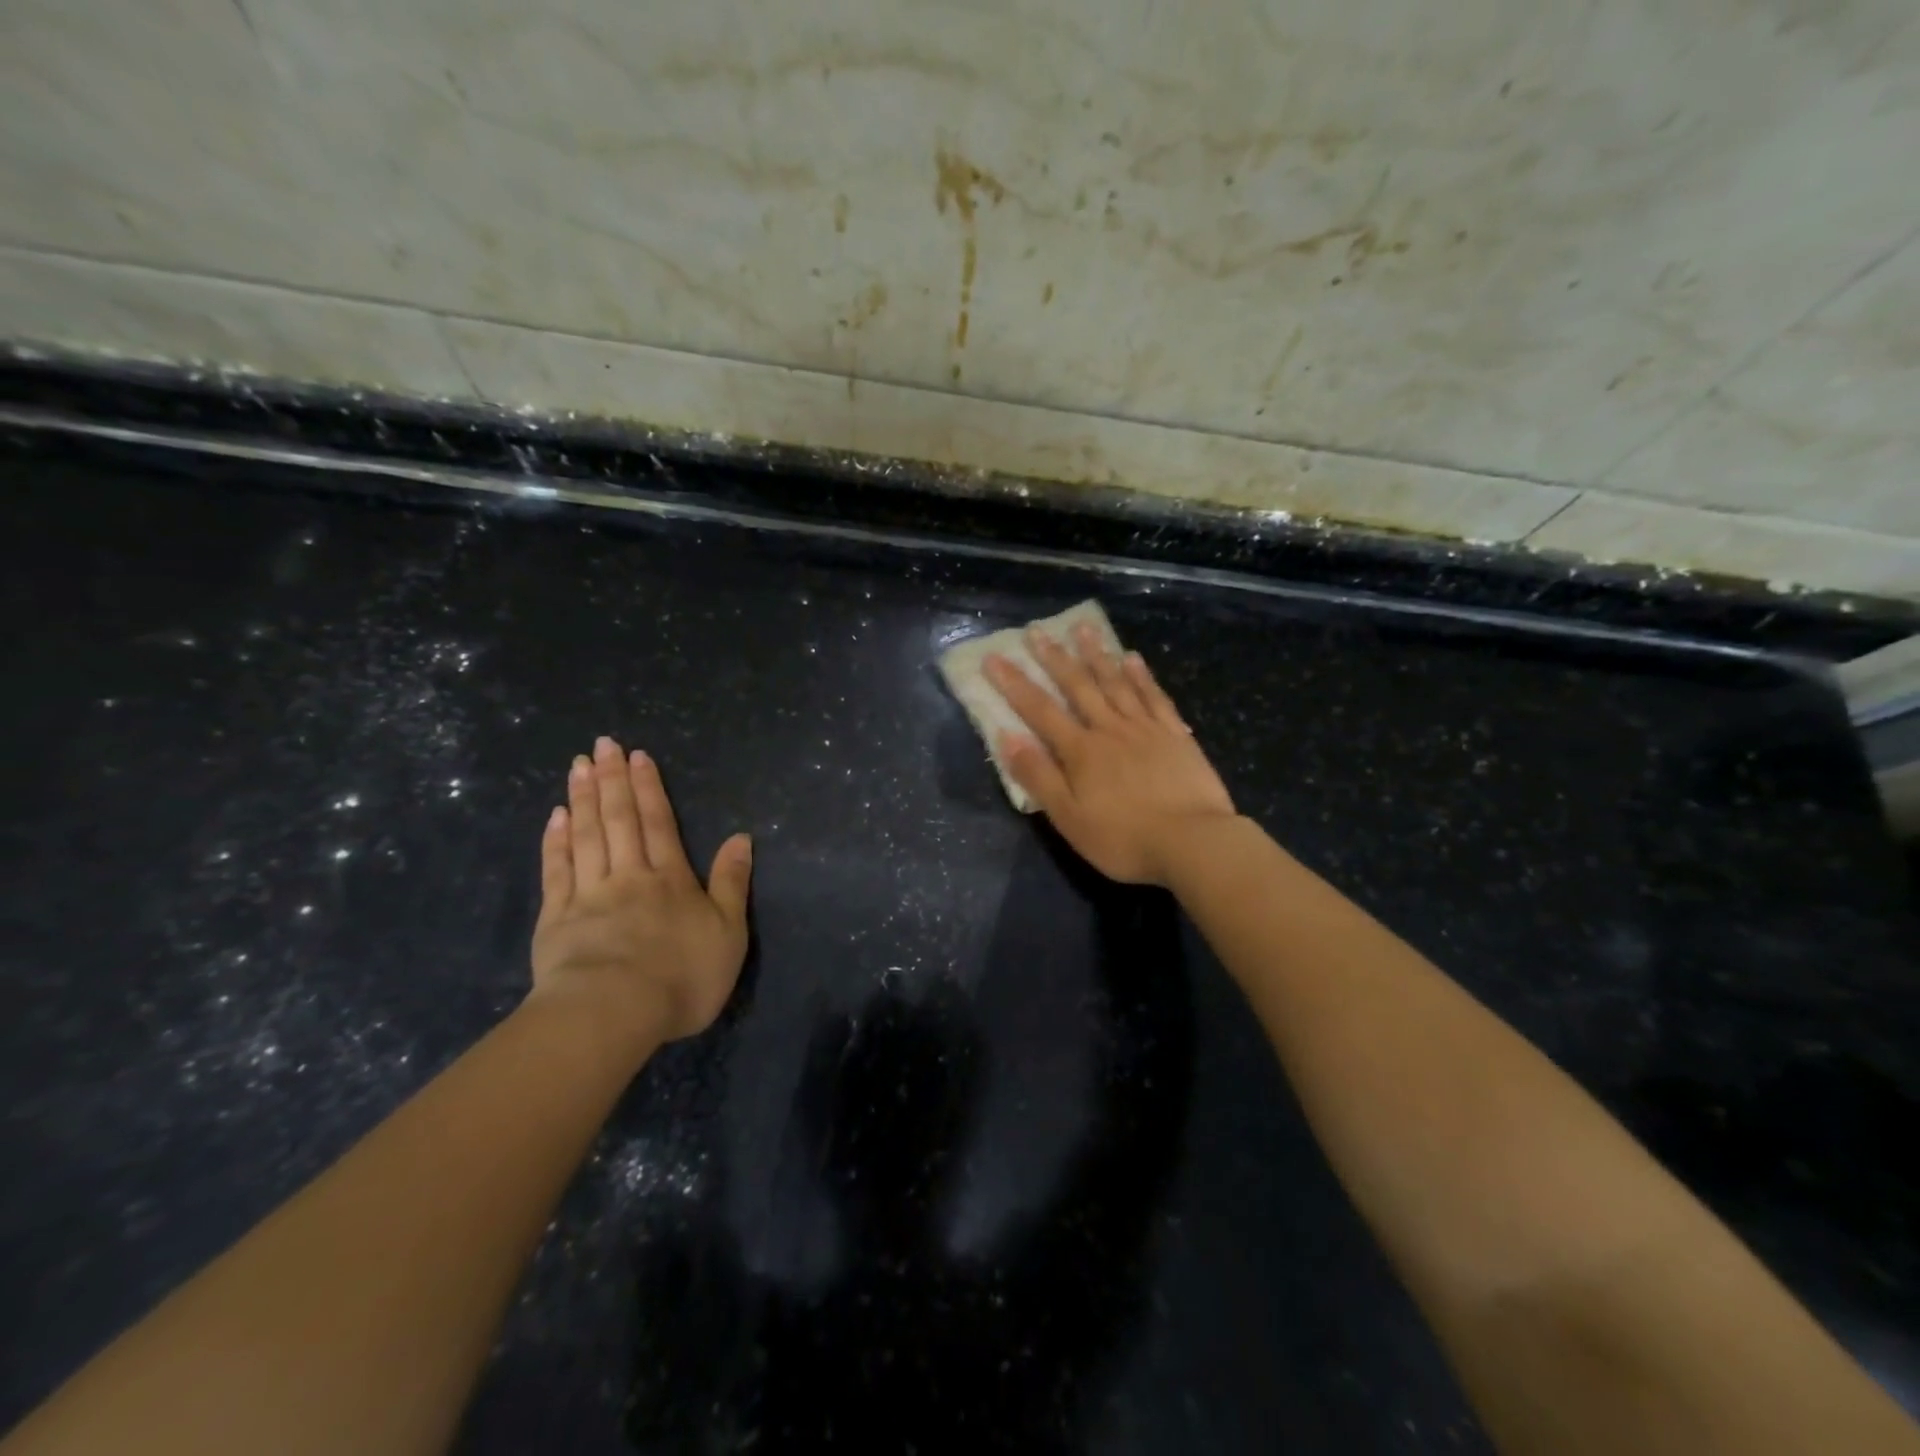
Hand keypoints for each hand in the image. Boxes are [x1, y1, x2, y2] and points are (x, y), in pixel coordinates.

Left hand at [529, 737, 752, 1045]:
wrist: (613, 1013)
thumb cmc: (681, 976)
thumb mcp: (728, 933)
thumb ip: (732, 883)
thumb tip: (741, 837)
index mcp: (670, 879)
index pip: (659, 823)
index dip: (649, 788)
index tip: (638, 756)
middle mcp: (629, 876)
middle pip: (619, 820)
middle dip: (612, 780)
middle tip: (602, 744)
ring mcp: (588, 895)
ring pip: (586, 836)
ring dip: (583, 798)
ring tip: (578, 766)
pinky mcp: (556, 919)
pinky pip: (556, 871)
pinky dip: (556, 841)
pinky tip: (555, 817)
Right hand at [985, 623, 1236, 885]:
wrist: (1193, 843)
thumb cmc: (1123, 839)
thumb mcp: (1069, 818)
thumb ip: (1038, 776)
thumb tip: (1007, 736)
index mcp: (1081, 751)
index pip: (1040, 711)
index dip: (1014, 684)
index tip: (994, 658)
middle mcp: (1110, 729)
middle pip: (1078, 687)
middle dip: (1054, 658)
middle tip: (1037, 630)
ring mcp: (1146, 728)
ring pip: (1116, 683)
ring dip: (1097, 655)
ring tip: (1083, 628)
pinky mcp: (1175, 736)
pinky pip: (1155, 697)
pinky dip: (1142, 676)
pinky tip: (1133, 658)